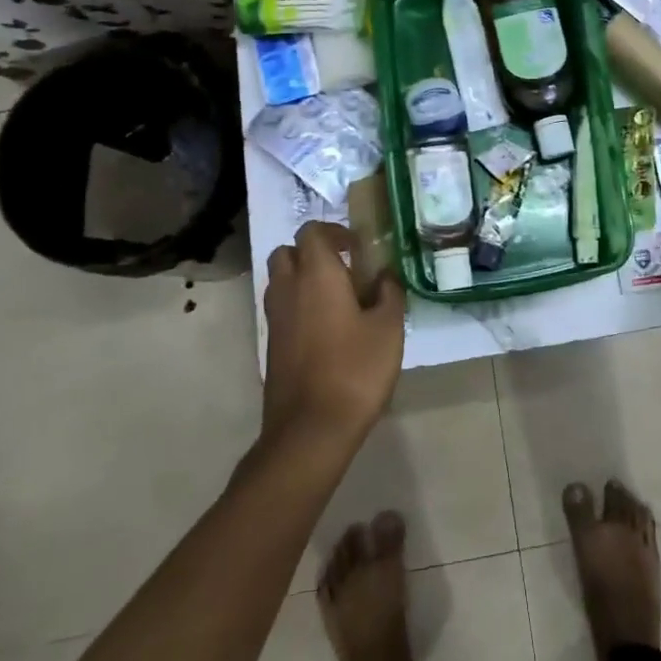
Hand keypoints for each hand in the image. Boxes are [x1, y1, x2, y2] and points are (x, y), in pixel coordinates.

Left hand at [262, 221, 405, 444]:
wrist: (311, 428)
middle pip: (288, 252)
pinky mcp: (272, 344)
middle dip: (312, 252)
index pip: (312, 231)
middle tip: (344, 269)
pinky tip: (328, 328)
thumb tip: (385, 275)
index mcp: (317, 274)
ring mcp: (275, 318)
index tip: (359, 248)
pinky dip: (299, 305)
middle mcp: (288, 288)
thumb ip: (389, 293)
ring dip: (304, 278)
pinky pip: (282, 308)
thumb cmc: (355, 370)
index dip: (335, 232)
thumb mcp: (388, 328)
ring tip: (338, 298)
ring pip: (281, 280)